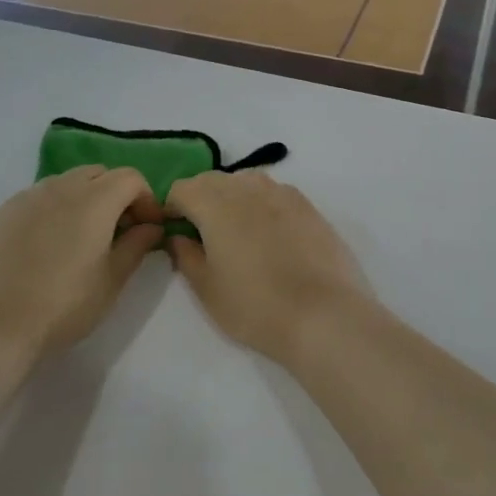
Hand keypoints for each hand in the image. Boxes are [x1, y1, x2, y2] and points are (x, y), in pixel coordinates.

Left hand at [0, 167, 164, 354]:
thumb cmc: (64, 305)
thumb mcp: (112, 280)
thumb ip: (137, 246)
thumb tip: (151, 227)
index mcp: (94, 201)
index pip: (130, 178)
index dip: (146, 199)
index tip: (147, 229)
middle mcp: (61, 188)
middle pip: (99, 173)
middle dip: (116, 194)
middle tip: (118, 231)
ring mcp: (27, 197)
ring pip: (67, 182)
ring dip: (85, 199)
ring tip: (82, 237)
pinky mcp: (3, 212)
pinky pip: (39, 197)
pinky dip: (55, 209)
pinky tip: (48, 244)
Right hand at [165, 171, 370, 365]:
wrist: (324, 315)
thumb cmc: (256, 307)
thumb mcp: (207, 289)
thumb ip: (186, 256)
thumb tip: (179, 237)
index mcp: (216, 205)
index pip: (182, 189)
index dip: (171, 208)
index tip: (174, 232)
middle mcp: (249, 188)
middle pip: (213, 180)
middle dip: (200, 198)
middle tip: (201, 233)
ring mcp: (283, 194)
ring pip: (246, 181)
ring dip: (232, 197)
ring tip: (235, 231)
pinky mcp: (309, 206)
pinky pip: (274, 192)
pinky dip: (261, 203)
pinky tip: (268, 233)